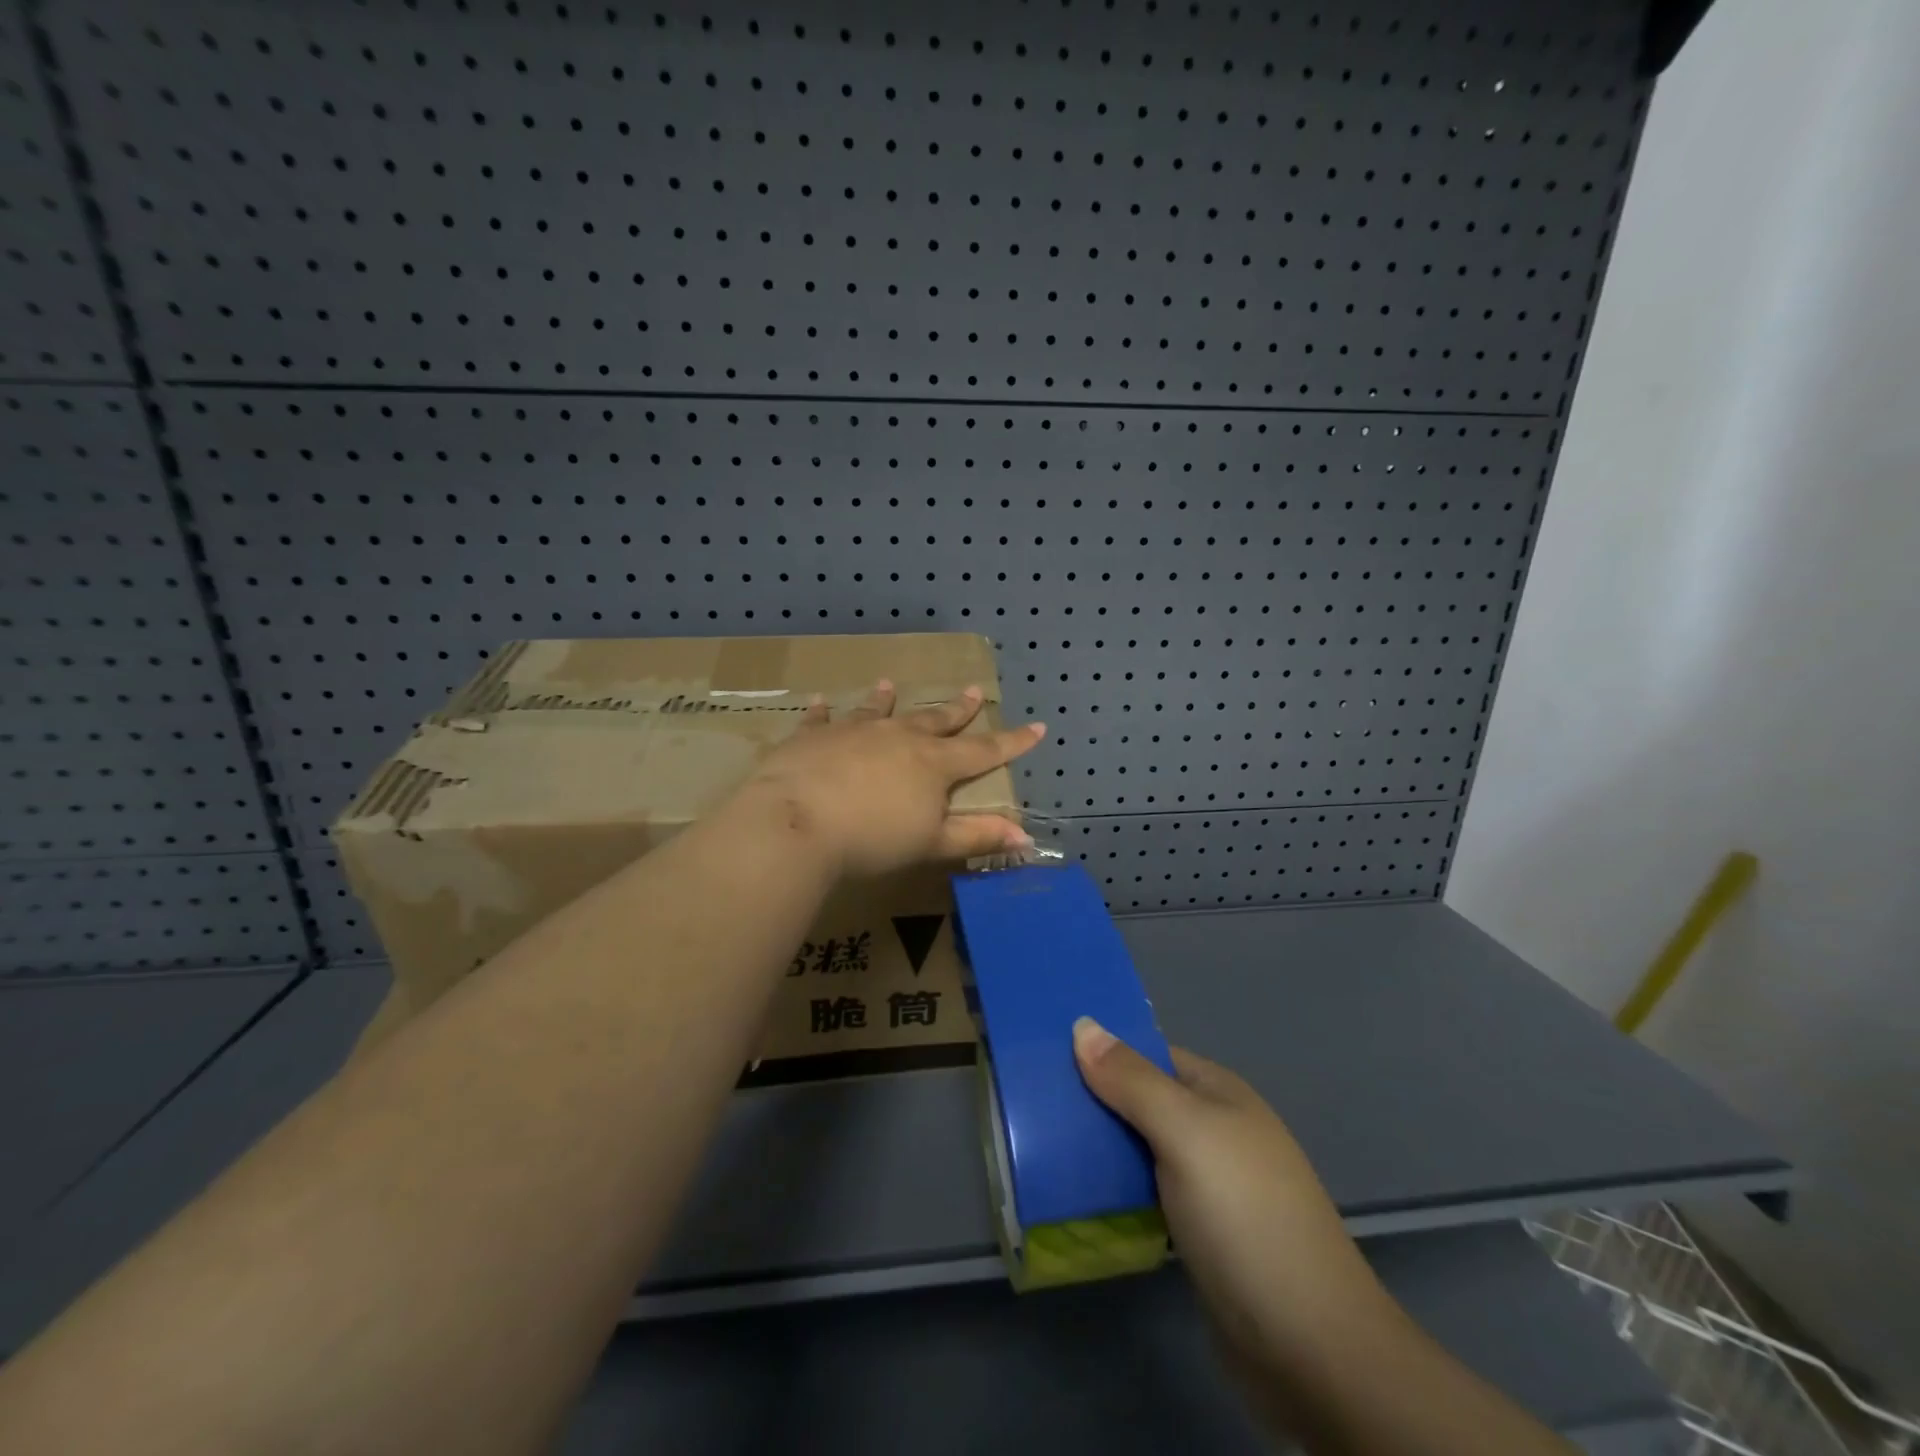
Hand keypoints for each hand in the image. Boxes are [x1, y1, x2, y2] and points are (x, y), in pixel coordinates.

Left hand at [740, 680, 1045, 877]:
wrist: (796, 823)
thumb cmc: (872, 839)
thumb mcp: (932, 844)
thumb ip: (977, 837)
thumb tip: (1026, 836)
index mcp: (933, 764)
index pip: (982, 751)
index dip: (1012, 742)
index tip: (1037, 727)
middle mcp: (898, 737)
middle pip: (934, 720)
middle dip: (957, 709)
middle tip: (973, 691)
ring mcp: (853, 731)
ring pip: (877, 711)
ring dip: (885, 699)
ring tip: (889, 685)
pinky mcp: (812, 736)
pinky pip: (820, 720)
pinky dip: (822, 712)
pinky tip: (820, 702)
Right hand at [1071, 1021, 1393, 1378]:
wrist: (1311, 1348)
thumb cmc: (1245, 1217)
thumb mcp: (1185, 1133)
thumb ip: (1132, 1081)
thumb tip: (1082, 1025)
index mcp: (1217, 1093)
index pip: (1148, 1054)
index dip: (1101, 1048)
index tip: (1043, 1052)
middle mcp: (1215, 1131)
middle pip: (1141, 1100)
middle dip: (1092, 1100)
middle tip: (1030, 1103)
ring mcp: (1209, 1186)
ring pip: (1140, 1149)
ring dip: (1099, 1147)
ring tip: (1038, 1142)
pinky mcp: (1199, 1235)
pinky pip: (1145, 1195)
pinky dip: (1115, 1190)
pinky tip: (1077, 1194)